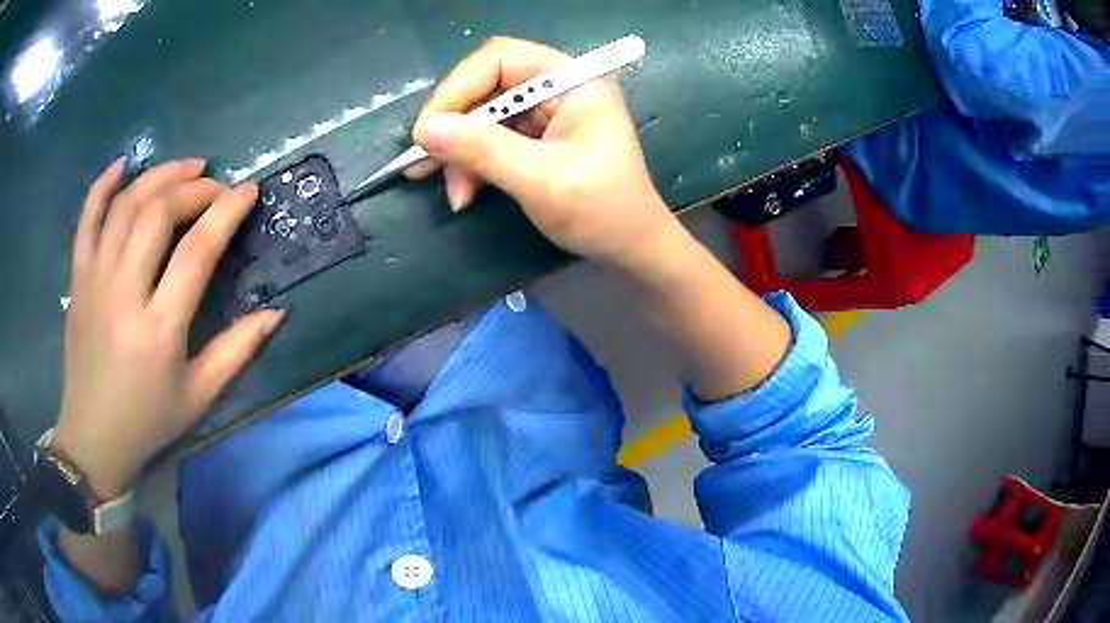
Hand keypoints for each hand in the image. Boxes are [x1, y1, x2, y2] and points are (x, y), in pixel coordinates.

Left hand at [54, 159, 283, 499]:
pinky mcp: (77, 280)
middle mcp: (123, 295)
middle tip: (215, 185)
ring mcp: (95, 282)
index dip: (225, 212)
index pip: (196, 252)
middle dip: (194, 187)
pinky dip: (103, 185)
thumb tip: (276, 312)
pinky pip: (86, 218)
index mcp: (158, 331)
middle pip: (157, 214)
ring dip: (158, 176)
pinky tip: (124, 166)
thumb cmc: (148, 421)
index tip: (247, 190)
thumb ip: (236, 351)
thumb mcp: (198, 397)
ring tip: (184, 169)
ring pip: (125, 206)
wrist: (93, 437)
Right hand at [407, 36, 683, 270]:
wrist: (631, 249)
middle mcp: (558, 86)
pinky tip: (465, 192)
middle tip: (423, 162)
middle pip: (486, 85)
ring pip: (483, 115)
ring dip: (459, 152)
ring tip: (453, 193)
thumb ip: (483, 151)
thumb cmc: (603, 212)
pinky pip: (490, 138)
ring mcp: (546, 112)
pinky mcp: (536, 137)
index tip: (428, 129)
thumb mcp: (542, 180)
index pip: (501, 59)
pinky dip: (472, 163)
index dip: (458, 88)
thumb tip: (424, 130)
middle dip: (454, 125)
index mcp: (574, 80)